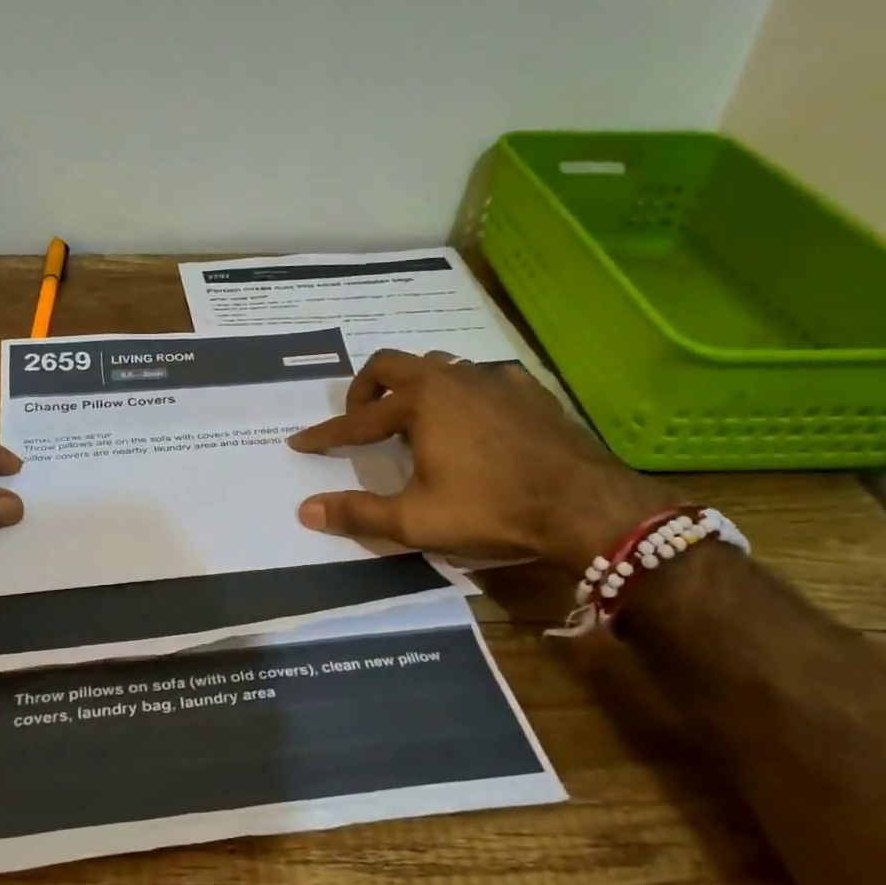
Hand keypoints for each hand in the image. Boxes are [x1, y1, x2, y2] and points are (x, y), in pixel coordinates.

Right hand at [287, 351, 676, 573]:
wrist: (584, 506)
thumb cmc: (491, 509)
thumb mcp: (415, 520)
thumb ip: (357, 513)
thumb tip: (305, 510)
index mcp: (420, 403)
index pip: (357, 419)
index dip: (326, 434)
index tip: (301, 443)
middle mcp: (451, 379)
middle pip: (391, 364)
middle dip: (365, 389)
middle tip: (359, 419)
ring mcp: (493, 379)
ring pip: (438, 364)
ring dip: (414, 386)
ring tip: (412, 418)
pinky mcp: (527, 391)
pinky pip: (482, 378)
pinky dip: (462, 393)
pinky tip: (472, 419)